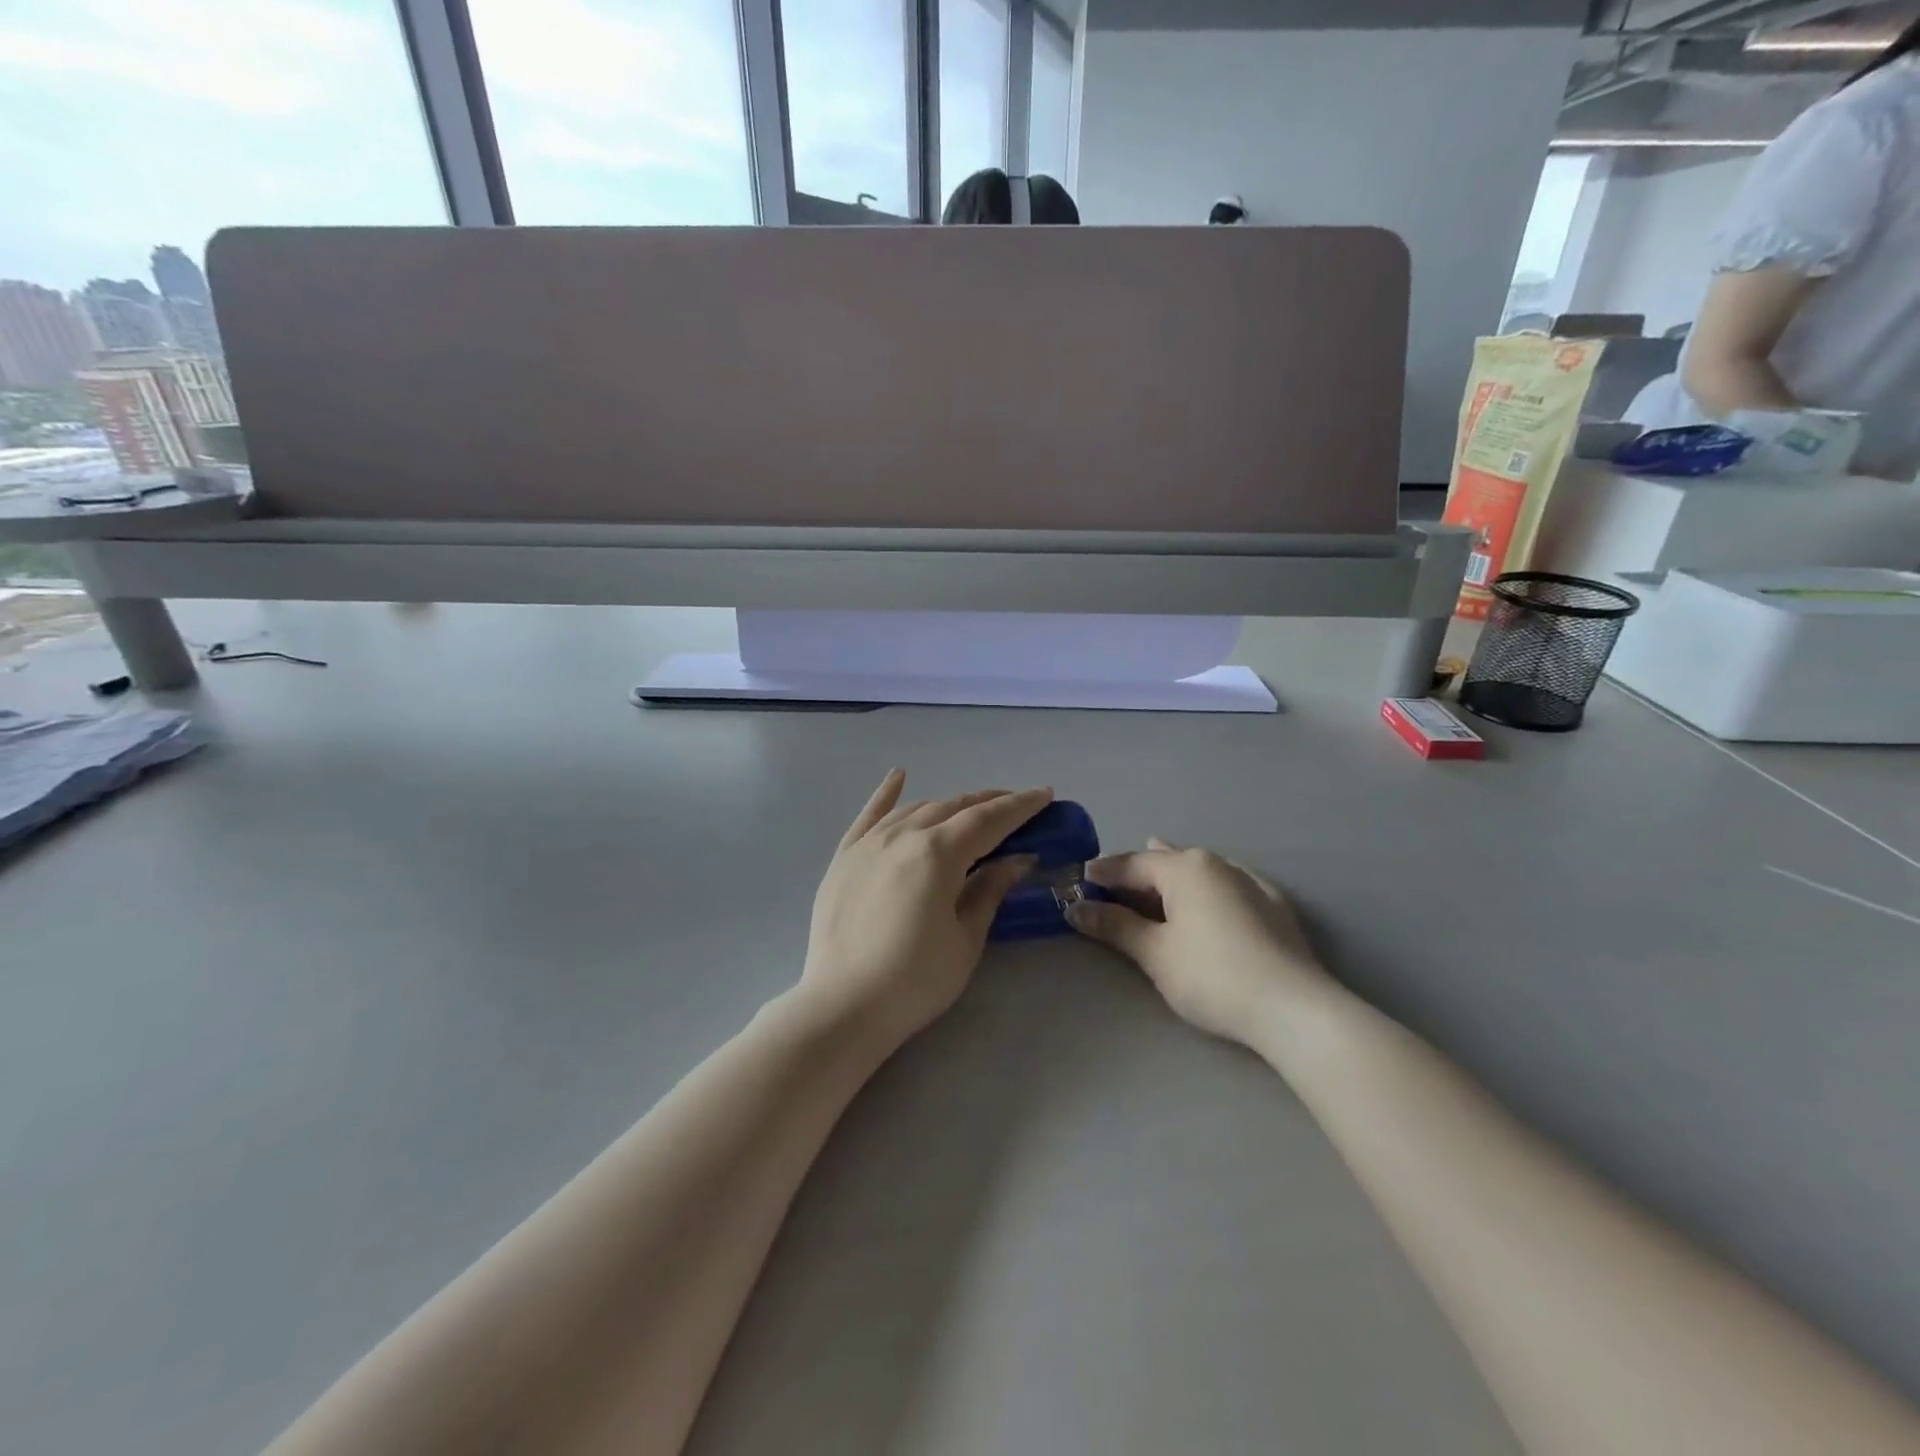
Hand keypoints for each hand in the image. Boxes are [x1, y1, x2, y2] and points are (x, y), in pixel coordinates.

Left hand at [798, 770, 1051, 1052]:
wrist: (842, 1006)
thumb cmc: (914, 981)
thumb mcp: (965, 939)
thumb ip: (989, 890)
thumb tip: (1017, 859)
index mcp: (937, 853)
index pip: (988, 820)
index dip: (1020, 807)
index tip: (1045, 795)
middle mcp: (902, 835)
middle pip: (953, 808)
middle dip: (989, 804)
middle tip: (1016, 807)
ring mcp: (869, 843)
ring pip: (917, 809)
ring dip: (949, 805)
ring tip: (972, 810)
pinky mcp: (844, 857)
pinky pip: (869, 816)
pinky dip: (887, 795)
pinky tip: (900, 776)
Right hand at [1067, 840, 1334, 1046]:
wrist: (1294, 1008)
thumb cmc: (1212, 976)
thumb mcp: (1154, 953)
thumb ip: (1114, 926)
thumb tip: (1076, 908)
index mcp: (1184, 868)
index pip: (1131, 864)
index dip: (1102, 873)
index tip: (1078, 880)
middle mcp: (1216, 864)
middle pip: (1166, 862)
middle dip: (1137, 872)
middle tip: (1111, 884)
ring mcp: (1250, 882)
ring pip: (1199, 870)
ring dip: (1172, 877)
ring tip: (1154, 876)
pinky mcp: (1274, 906)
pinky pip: (1228, 885)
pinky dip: (1207, 888)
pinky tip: (1210, 893)